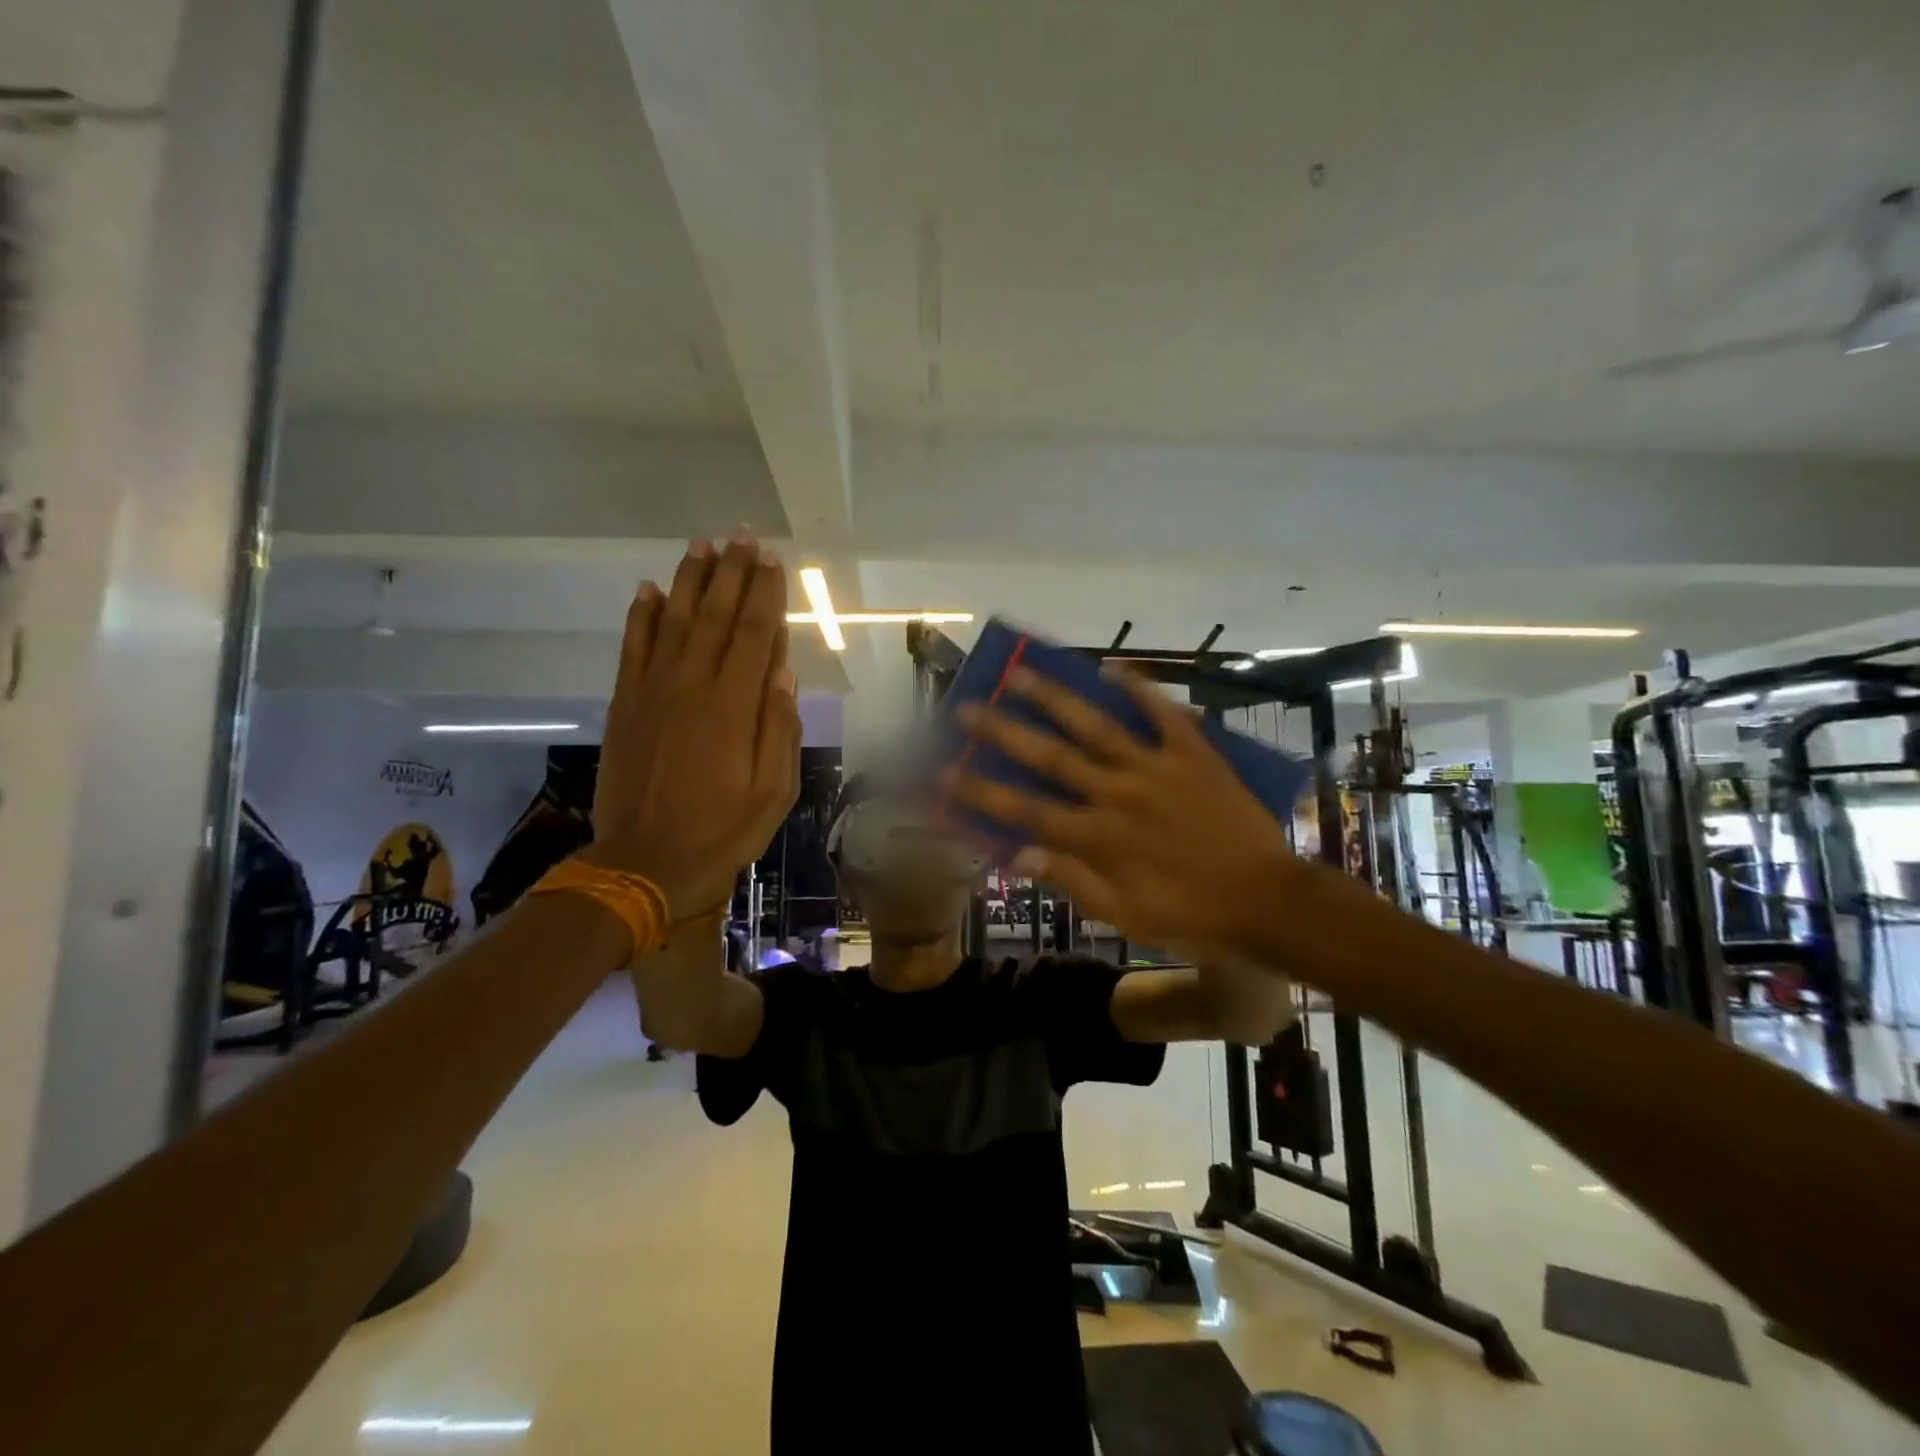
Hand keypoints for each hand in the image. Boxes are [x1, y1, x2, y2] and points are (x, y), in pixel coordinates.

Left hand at [589, 536, 800, 914]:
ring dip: (690, 580)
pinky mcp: (625, 704)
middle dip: (733, 573)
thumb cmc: (722, 831)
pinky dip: (642, 615)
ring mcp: (653, 691)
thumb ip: (779, 728)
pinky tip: (649, 589)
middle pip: (717, 616)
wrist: (644, 862)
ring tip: (703, 545)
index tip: (773, 561)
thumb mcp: (773, 792)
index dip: (766, 594)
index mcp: (734, 706)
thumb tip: (784, 672)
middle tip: (743, 536)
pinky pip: (633, 647)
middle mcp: (693, 685)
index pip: (756, 634)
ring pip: (675, 621)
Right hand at [944, 666, 1300, 954]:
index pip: (1024, 810)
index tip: (943, 774)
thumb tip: (1015, 853)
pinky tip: (1113, 666)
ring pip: (1095, 725)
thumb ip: (1070, 880)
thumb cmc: (1189, 914)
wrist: (1266, 900)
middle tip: (968, 707)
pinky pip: (1163, 713)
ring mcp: (1155, 768)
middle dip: (1003, 732)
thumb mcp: (1124, 914)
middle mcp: (1117, 793)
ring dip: (1054, 698)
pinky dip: (1139, 688)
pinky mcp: (1193, 753)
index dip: (979, 793)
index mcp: (1098, 837)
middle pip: (1050, 757)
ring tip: (1021, 672)